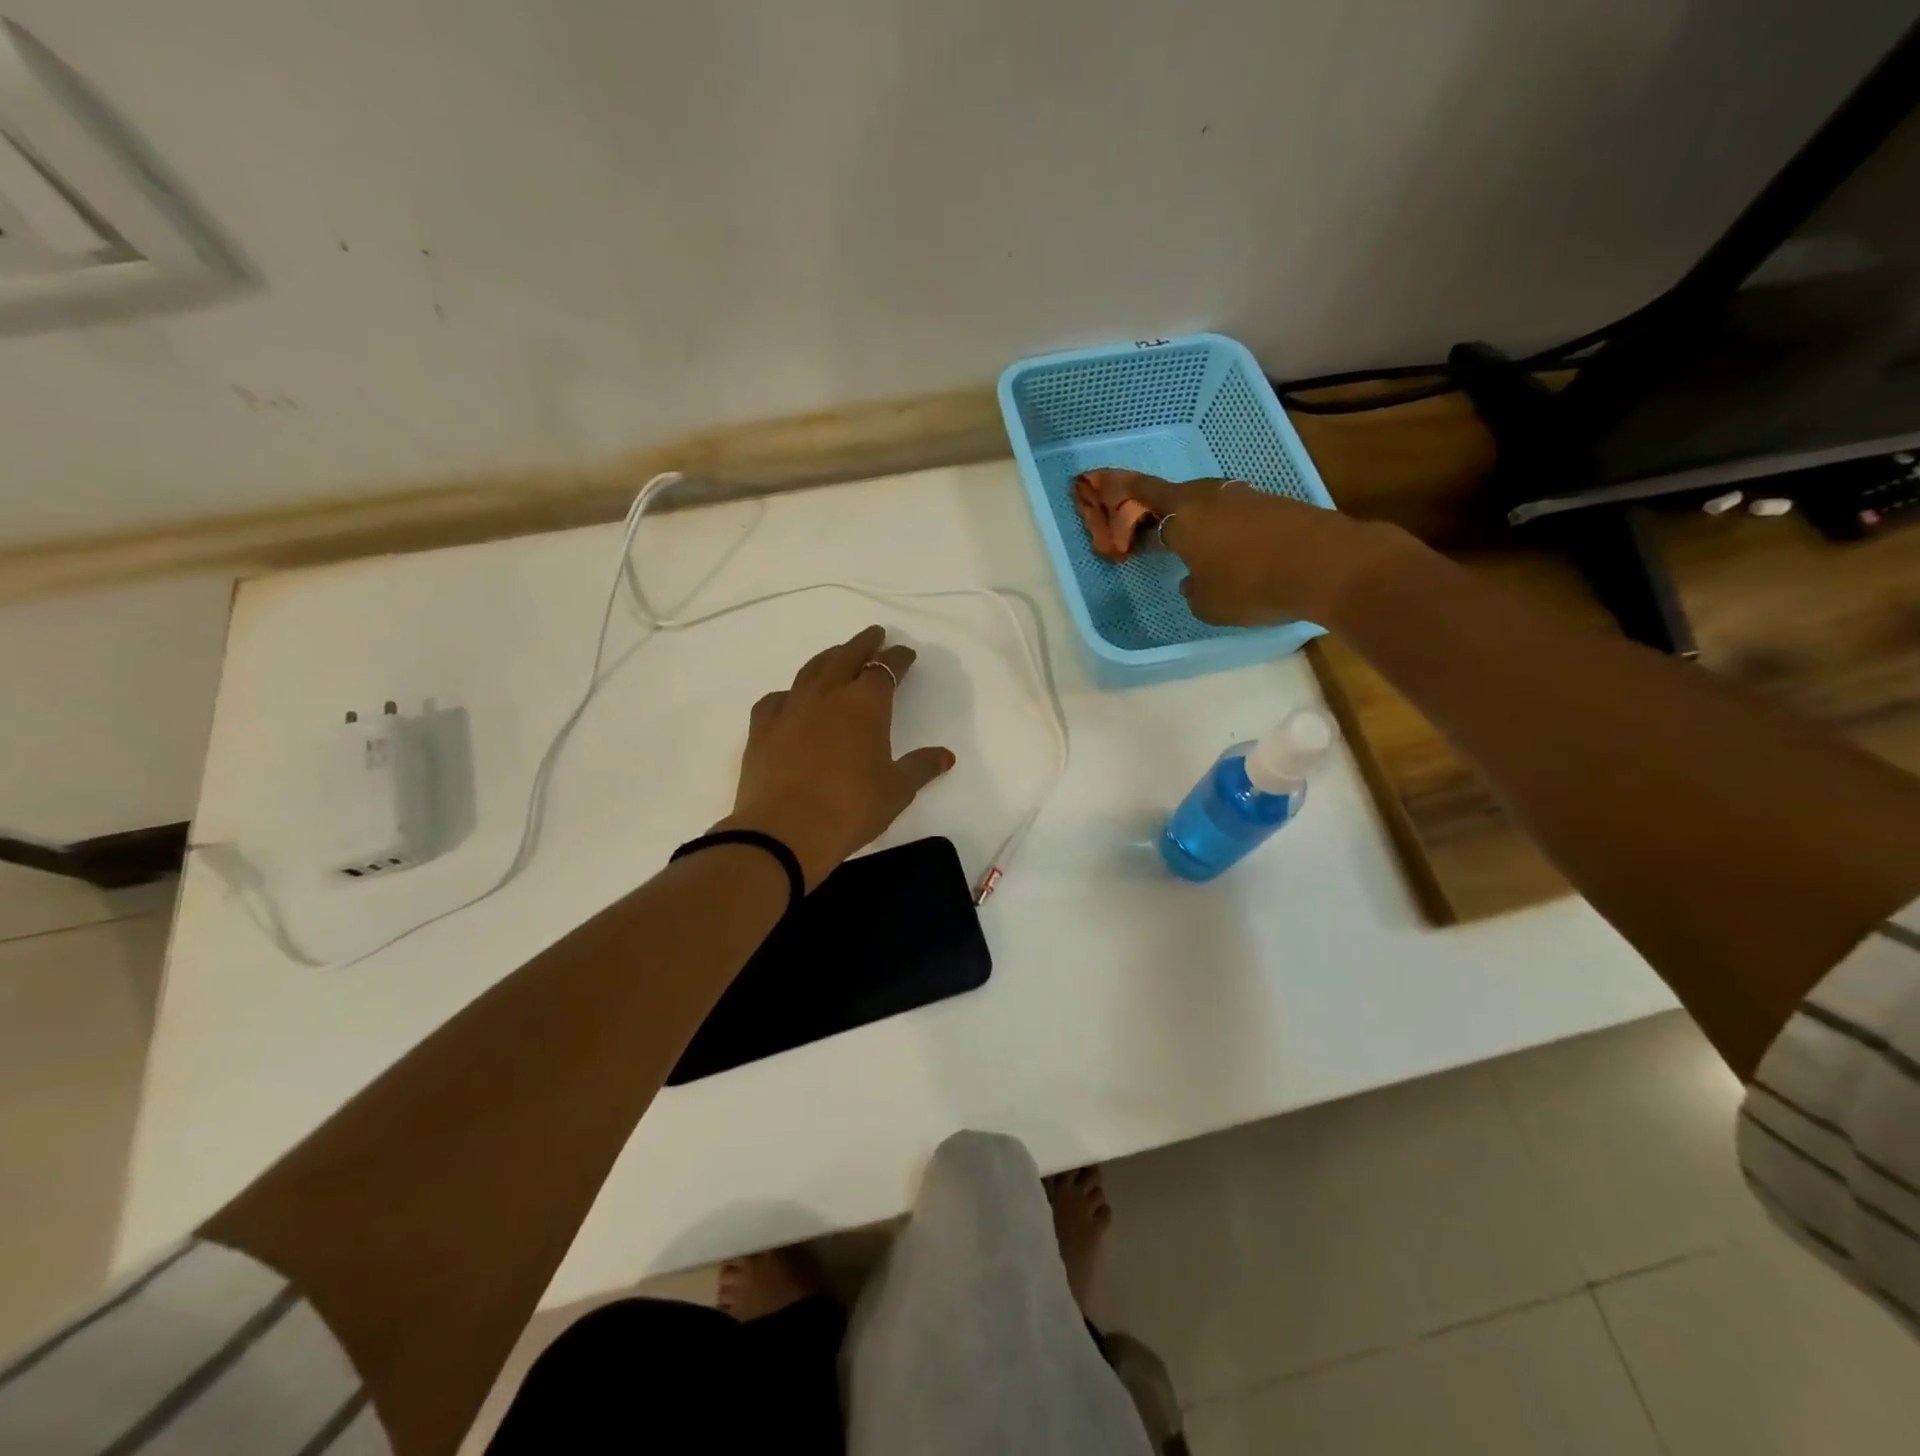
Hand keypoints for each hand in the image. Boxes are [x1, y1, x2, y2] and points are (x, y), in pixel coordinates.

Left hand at [718, 625, 954, 888]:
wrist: (784, 830)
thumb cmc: (850, 808)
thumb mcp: (896, 791)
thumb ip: (920, 768)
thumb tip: (945, 756)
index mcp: (865, 704)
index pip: (885, 668)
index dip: (898, 659)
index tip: (906, 655)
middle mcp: (827, 695)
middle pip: (847, 656)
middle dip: (863, 644)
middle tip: (874, 634)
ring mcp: (791, 708)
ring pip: (812, 670)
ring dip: (829, 658)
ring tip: (837, 655)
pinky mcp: (762, 728)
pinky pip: (778, 698)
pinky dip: (791, 693)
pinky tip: (792, 699)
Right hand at [1074, 469, 1397, 625]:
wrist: (1330, 565)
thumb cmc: (1253, 586)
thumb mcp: (1207, 603)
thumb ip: (1191, 588)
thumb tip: (1193, 578)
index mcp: (1185, 518)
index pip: (1145, 497)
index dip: (1123, 491)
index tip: (1103, 482)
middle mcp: (1212, 499)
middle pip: (1179, 493)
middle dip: (1162, 504)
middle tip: (1153, 521)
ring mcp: (1248, 498)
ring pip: (1211, 501)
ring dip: (1198, 516)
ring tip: (1196, 540)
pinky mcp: (1278, 505)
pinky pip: (1239, 512)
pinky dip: (1228, 526)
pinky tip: (1235, 548)